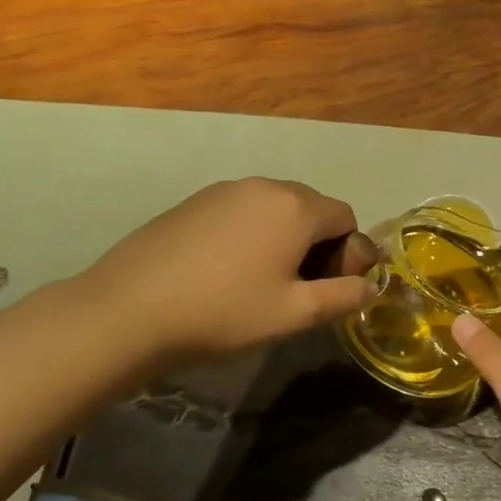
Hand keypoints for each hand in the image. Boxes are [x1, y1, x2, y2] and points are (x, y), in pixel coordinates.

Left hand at [77, 178, 376, 367]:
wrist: (130, 310)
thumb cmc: (224, 312)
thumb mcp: (295, 314)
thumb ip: (343, 297)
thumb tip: (370, 286)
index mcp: (296, 207)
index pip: (346, 217)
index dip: (348, 253)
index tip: (329, 288)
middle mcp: (264, 186)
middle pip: (311, 208)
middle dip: (318, 244)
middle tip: (298, 288)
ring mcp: (224, 190)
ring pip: (275, 209)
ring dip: (284, 238)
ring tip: (261, 280)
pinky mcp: (193, 202)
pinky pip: (241, 211)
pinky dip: (250, 234)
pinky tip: (226, 271)